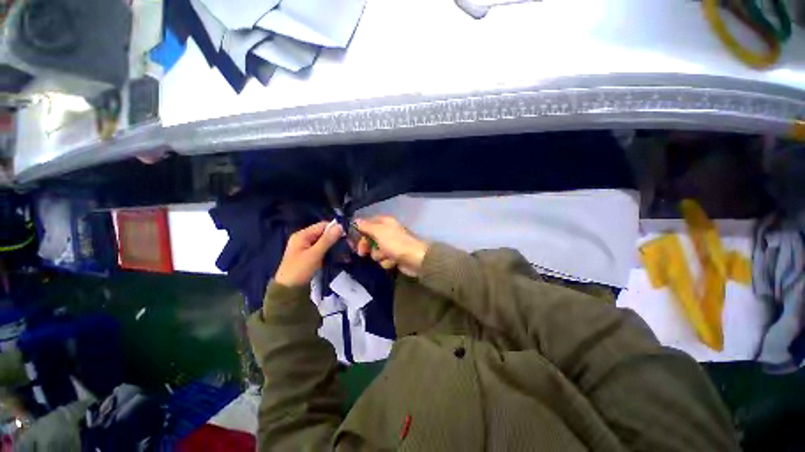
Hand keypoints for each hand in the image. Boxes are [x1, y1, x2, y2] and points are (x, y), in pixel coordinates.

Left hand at [274, 221, 343, 286]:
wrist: (288, 290)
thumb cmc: (300, 270)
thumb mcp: (315, 254)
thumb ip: (327, 239)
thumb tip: (340, 226)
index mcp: (302, 235)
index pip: (322, 225)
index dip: (335, 228)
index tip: (348, 234)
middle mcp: (303, 238)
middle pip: (323, 233)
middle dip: (336, 238)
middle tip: (349, 244)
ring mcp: (306, 247)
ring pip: (324, 242)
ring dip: (335, 245)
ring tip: (346, 250)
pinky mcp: (309, 255)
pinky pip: (322, 249)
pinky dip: (330, 251)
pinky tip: (339, 256)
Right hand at [354, 216, 427, 276]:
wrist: (415, 259)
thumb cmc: (396, 243)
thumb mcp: (378, 232)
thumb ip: (366, 226)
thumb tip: (355, 220)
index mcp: (384, 222)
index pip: (367, 223)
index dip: (359, 231)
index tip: (352, 240)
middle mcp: (387, 232)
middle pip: (369, 238)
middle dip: (367, 246)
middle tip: (363, 252)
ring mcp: (391, 245)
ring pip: (375, 251)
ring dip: (379, 255)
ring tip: (386, 256)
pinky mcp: (394, 256)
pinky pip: (384, 259)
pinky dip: (387, 262)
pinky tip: (393, 261)